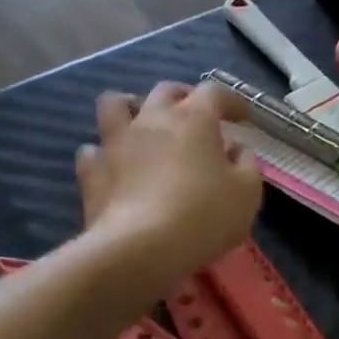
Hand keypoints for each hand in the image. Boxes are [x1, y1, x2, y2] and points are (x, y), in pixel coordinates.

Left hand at [76, 82, 262, 277]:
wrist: (140, 248)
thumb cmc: (203, 216)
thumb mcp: (246, 193)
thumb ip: (246, 164)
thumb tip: (236, 149)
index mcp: (193, 118)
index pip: (214, 92)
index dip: (230, 101)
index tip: (241, 117)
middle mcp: (152, 119)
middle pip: (166, 91)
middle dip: (184, 97)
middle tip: (195, 117)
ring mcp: (116, 142)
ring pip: (114, 104)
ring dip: (130, 108)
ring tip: (141, 124)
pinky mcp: (91, 172)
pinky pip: (92, 150)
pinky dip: (104, 154)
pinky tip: (114, 167)